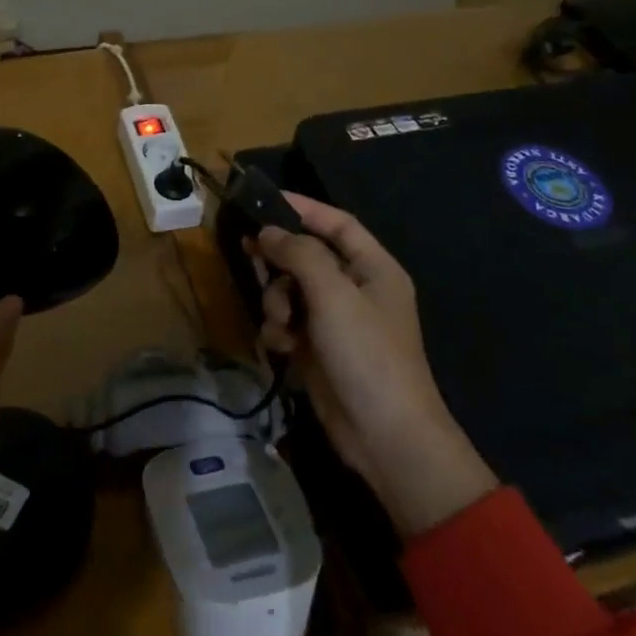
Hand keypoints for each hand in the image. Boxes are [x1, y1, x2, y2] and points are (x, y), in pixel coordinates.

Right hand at [254, 195, 497, 538]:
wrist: (385, 437)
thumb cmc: (367, 354)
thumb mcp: (334, 295)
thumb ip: (299, 255)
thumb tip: (269, 232)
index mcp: (373, 268)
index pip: (337, 224)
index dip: (304, 207)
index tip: (265, 198)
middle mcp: (356, 289)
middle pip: (308, 256)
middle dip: (280, 260)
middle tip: (249, 252)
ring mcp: (337, 322)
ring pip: (292, 291)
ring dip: (277, 301)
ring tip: (281, 322)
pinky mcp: (319, 350)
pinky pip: (289, 324)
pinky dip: (280, 331)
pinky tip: (282, 348)